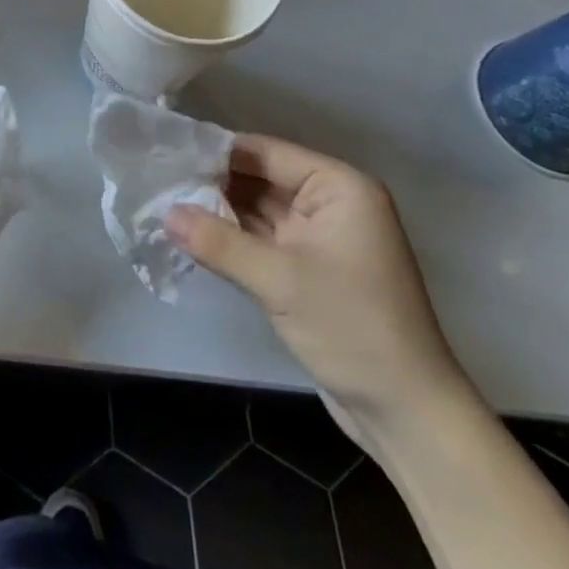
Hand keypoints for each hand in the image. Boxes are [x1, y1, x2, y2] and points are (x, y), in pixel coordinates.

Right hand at [168, 134, 470, 444]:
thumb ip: (220, 243)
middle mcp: (332, 203)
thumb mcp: (280, 281)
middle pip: (261, 179)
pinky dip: (234, 239)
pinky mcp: (311, 269)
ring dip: (220, 212)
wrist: (408, 416)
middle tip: (161, 182)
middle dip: (214, 183)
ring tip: (167, 204)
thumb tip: (165, 213)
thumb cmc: (353, 329)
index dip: (218, 153)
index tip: (169, 154)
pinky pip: (265, 240)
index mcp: (339, 187)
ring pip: (260, 210)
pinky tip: (195, 236)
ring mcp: (321, 238)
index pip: (267, 153)